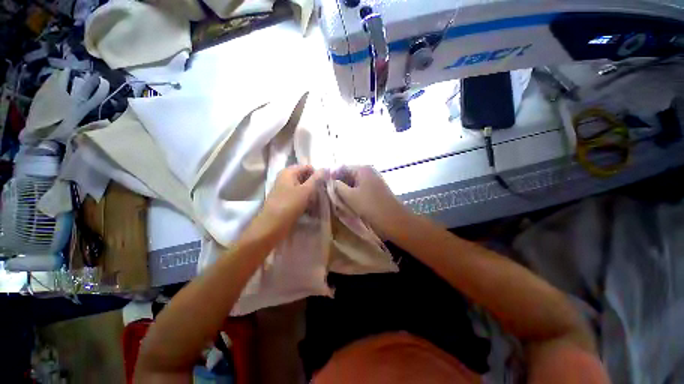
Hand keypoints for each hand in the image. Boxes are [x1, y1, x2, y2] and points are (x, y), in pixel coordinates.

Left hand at [247, 165, 326, 241]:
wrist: (272, 226)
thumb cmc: (289, 205)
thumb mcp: (306, 190)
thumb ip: (316, 178)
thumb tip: (326, 168)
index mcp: (289, 172)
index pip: (308, 167)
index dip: (317, 175)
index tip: (325, 186)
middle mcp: (286, 178)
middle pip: (305, 177)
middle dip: (315, 185)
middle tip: (322, 194)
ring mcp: (285, 189)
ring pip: (303, 187)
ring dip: (311, 194)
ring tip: (317, 202)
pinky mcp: (286, 199)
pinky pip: (299, 196)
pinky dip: (306, 200)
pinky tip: (311, 207)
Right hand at [332, 166, 408, 238]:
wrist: (394, 221)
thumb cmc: (371, 207)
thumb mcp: (350, 196)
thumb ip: (337, 187)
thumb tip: (329, 181)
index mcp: (362, 169)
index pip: (341, 167)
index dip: (331, 176)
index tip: (322, 186)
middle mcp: (368, 172)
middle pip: (347, 174)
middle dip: (337, 184)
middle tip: (328, 194)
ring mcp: (372, 181)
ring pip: (353, 183)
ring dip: (344, 190)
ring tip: (335, 200)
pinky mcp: (375, 191)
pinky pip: (359, 190)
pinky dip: (352, 195)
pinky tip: (346, 203)